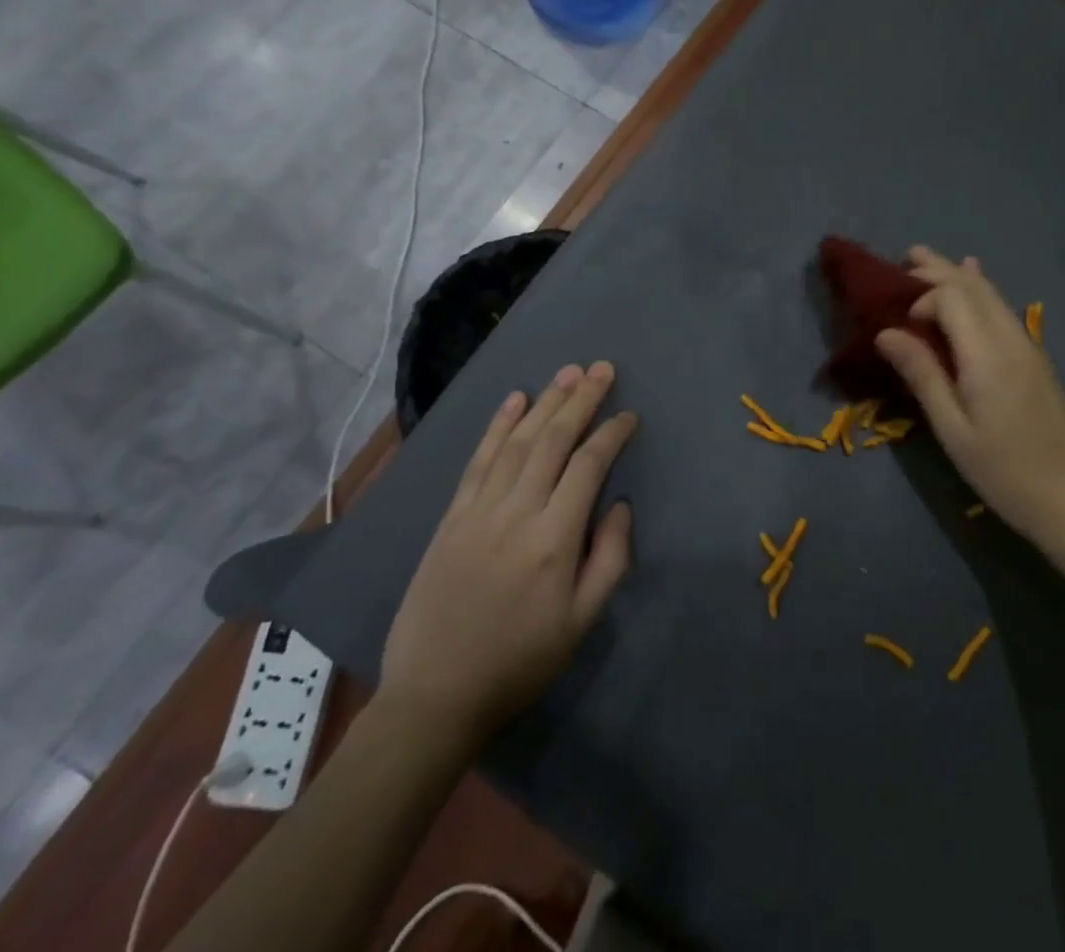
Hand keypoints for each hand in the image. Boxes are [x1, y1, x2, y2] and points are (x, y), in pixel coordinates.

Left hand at [380, 362, 634, 745]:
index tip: (629, 415)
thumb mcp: (582, 622)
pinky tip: (515, 400)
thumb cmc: (520, 661)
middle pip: (552, 440)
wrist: (435, 696)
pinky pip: (478, 461)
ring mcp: (478, 511)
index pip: (588, 466)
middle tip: (601, 368)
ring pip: (517, 442)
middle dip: (581, 400)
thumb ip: (609, 558)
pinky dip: (498, 426)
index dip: (611, 434)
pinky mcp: (451, 518)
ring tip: (568, 372)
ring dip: (545, 402)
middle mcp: (516, 513)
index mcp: (554, 540)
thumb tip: (620, 505)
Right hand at [876, 247, 1064, 561]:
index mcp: (988, 355)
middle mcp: (1011, 339)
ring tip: (930, 260)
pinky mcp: (1036, 359)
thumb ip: (922, 375)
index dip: (923, 299)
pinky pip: (1003, 311)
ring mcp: (1029, 347)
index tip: (901, 325)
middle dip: (939, 269)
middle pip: (974, 288)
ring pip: (992, 296)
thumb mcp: (953, 430)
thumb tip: (886, 333)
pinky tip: (976, 282)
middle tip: (907, 256)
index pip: (952, 298)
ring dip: (959, 275)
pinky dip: (982, 291)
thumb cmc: (1004, 472)